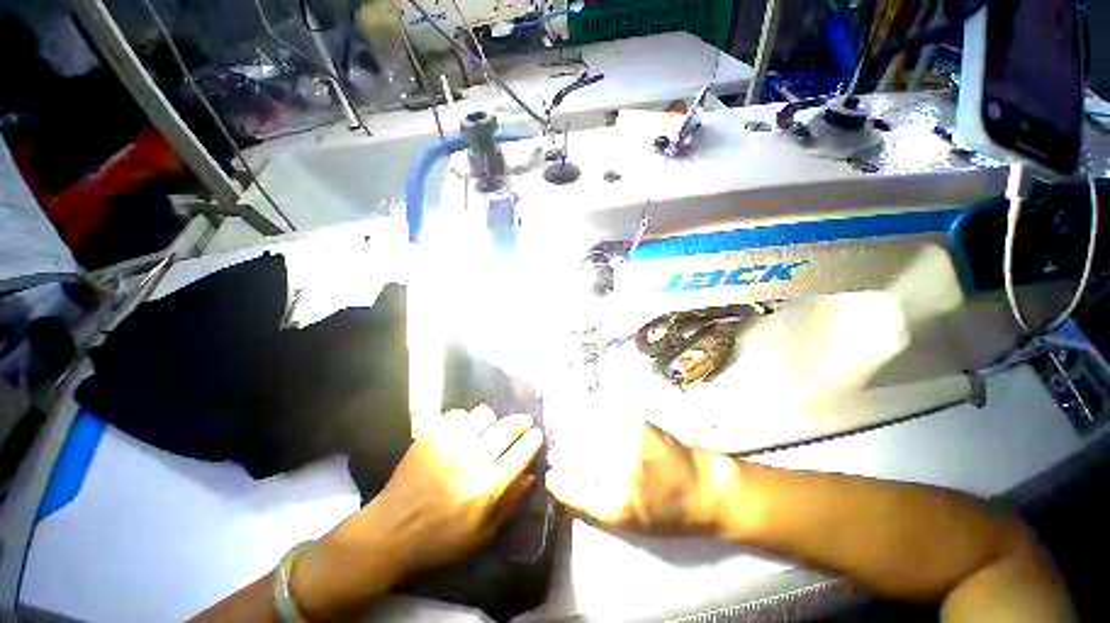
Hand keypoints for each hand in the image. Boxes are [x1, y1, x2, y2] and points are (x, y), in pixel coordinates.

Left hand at [292, 407, 542, 620]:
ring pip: (484, 414)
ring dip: (491, 421)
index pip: (520, 453)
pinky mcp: (431, 436)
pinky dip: (464, 420)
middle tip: (524, 422)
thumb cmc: (439, 539)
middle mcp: (471, 460)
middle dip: (521, 421)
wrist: (391, 531)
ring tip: (488, 429)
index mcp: (486, 488)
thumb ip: (509, 502)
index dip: (533, 440)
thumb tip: (531, 474)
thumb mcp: (481, 534)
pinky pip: (458, 414)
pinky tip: (462, 431)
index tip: (537, 434)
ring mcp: (450, 444)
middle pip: (507, 428)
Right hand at [544, 421, 732, 534]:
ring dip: (573, 436)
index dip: (556, 480)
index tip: (549, 475)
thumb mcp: (630, 527)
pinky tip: (588, 423)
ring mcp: (628, 442)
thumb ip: (593, 509)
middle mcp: (619, 472)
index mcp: (616, 505)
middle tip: (555, 454)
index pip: (570, 488)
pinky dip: (591, 421)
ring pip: (585, 433)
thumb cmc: (668, 515)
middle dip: (560, 455)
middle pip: (575, 457)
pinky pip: (603, 418)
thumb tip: (563, 493)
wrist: (704, 488)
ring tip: (570, 439)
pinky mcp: (636, 423)